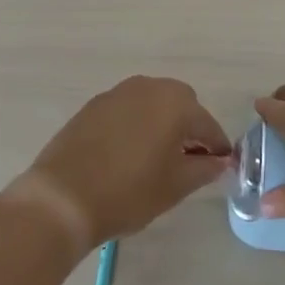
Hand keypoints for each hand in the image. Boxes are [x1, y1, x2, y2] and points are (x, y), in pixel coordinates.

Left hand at [21, 76, 232, 249]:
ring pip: (152, 104)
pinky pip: (127, 110)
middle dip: (189, 129)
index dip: (217, 148)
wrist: (63, 197)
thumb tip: (220, 161)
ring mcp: (118, 93)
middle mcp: (149, 87)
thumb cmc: (129, 192)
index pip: (208, 125)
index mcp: (175, 103)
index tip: (221, 167)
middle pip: (181, 105)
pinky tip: (128, 153)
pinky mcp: (94, 105)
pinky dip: (136, 125)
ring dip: (161, 124)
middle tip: (187, 161)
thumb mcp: (175, 186)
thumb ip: (204, 168)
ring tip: (156, 158)